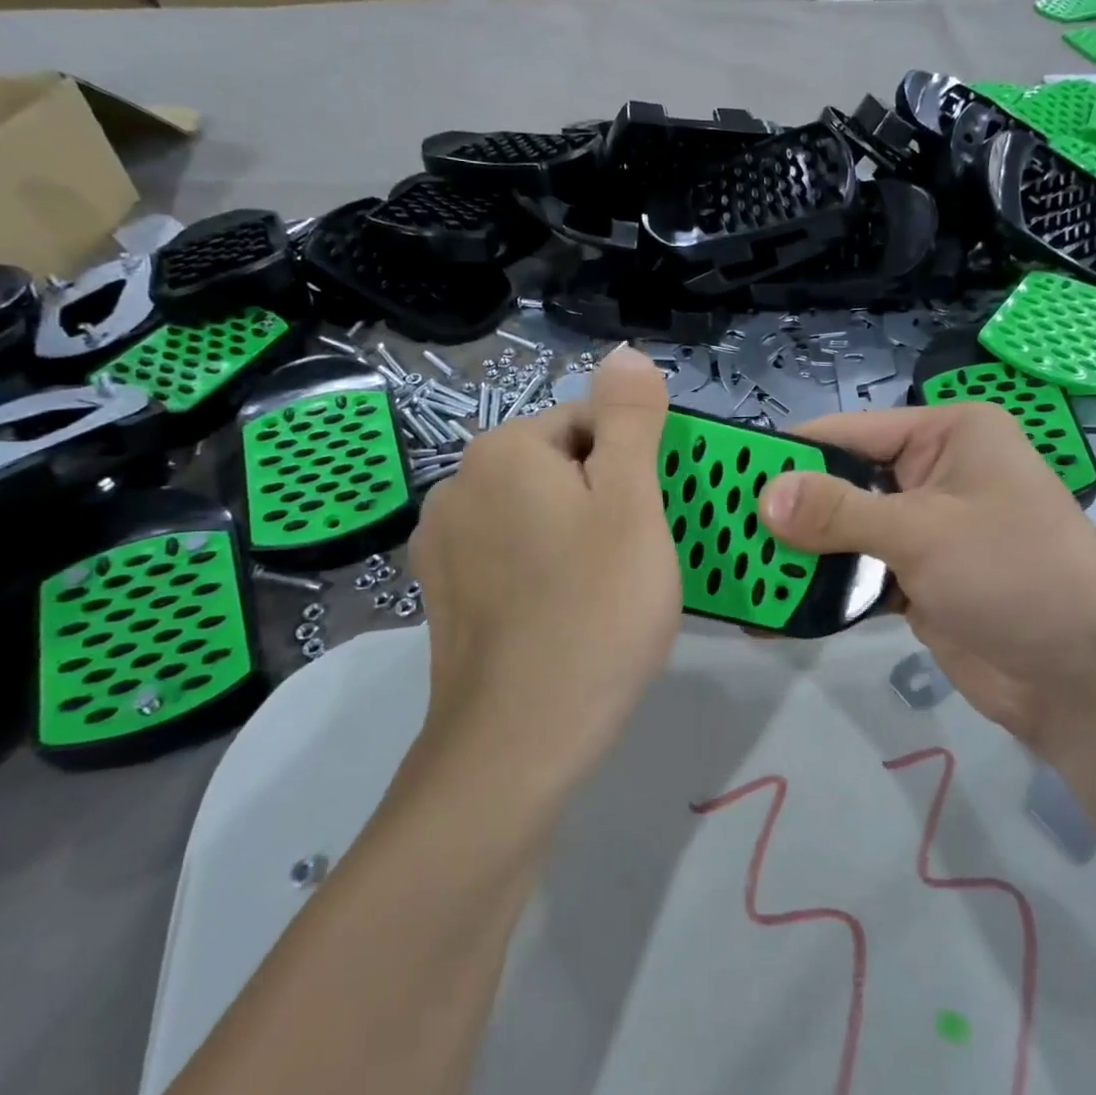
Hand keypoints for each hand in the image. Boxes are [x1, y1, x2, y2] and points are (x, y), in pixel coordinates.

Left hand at [409, 346, 681, 778]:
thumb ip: (631, 419)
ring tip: (605, 594)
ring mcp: (442, 542)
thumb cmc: (594, 611)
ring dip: (577, 536)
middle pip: (562, 466)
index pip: (592, 424)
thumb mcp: (633, 503)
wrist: (518, 741)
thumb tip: (625, 353)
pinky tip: (563, 615)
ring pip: (537, 513)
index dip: (636, 470)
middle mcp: (459, 482)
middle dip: (607, 501)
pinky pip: (510, 555)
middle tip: (636, 563)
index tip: (653, 524)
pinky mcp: (441, 593)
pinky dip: (543, 570)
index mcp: (504, 450)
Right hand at [759, 401, 1095, 753]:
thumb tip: (764, 497)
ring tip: (735, 571)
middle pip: (843, 483)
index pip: (850, 431)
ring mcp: (925, 532)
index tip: (725, 473)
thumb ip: (839, 512)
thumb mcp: (924, 531)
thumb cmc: (1016, 573)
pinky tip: (775, 610)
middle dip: (788, 510)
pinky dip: (823, 591)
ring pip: (846, 533)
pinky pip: (858, 576)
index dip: (790, 452)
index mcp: (947, 435)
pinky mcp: (918, 583)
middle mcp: (933, 474)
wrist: (1085, 679)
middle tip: (719, 529)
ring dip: (800, 555)